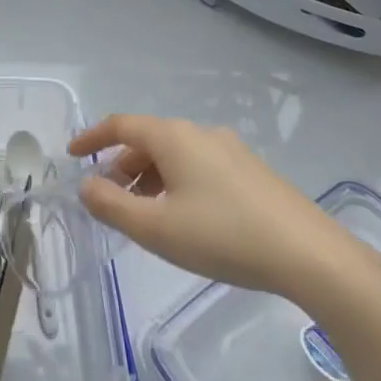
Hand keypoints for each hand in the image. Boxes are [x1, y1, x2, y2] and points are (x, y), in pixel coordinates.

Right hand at [69, 115, 380, 315]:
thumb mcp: (155, 228)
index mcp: (175, 138)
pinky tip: (184, 219)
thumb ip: (111, 205)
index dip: (92, 138)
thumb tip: (87, 185)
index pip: (121, 125)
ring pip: (176, 157)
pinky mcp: (252, 172)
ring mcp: (232, 151)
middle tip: (109, 201)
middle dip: (122, 167)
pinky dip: (176, 185)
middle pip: (149, 141)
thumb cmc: (223, 236)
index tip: (71, 156)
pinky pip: (199, 168)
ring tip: (145, 217)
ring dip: (150, 180)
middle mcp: (202, 134)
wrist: (309, 255)